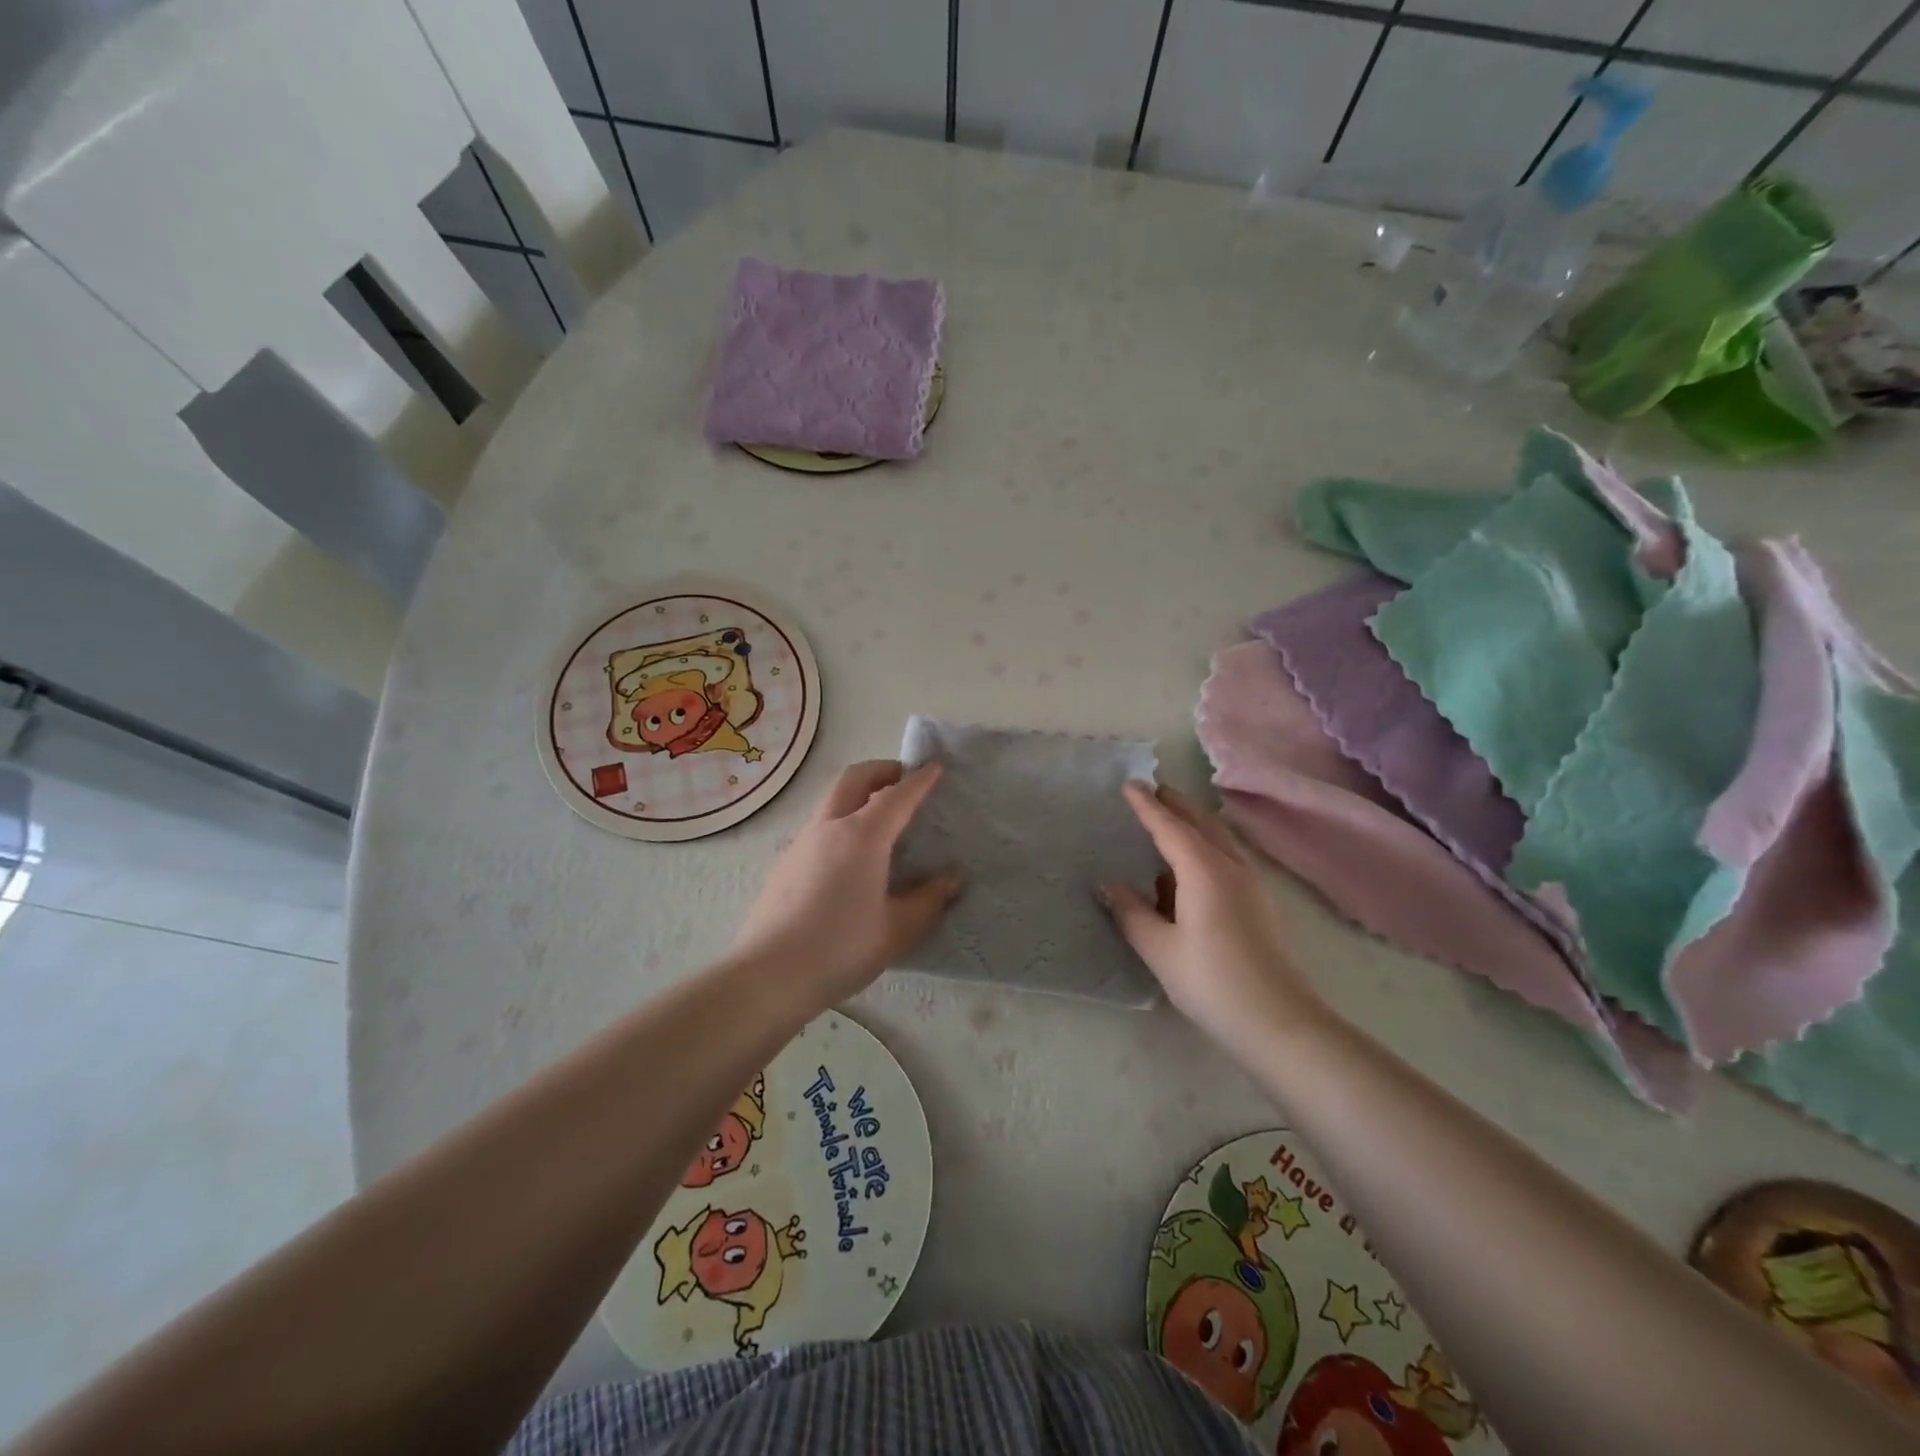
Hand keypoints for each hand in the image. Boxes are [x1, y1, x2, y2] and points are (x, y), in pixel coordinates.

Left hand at [731, 760, 960, 1003]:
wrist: (768, 975)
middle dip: (882, 770)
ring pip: (833, 800)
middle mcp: (829, 827)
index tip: (936, 768)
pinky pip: (820, 825)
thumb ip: (928, 901)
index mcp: (862, 836)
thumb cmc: (840, 949)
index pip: (897, 795)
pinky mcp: (785, 862)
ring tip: (882, 819)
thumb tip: (951, 880)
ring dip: (859, 794)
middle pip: (855, 779)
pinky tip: (852, 856)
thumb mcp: (896, 930)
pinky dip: (842, 819)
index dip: (919, 780)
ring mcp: (802, 842)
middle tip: (904, 780)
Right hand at [1100, 783, 1321, 1051]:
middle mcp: (1232, 868)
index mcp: (1204, 871)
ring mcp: (1252, 885)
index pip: (1169, 828)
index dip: (1147, 806)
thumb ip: (1132, 913)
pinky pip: (1229, 859)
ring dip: (1195, 824)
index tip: (1129, 784)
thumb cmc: (1212, 982)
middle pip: (1202, 824)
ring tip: (1172, 822)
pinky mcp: (1261, 904)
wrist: (1280, 1022)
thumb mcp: (1160, 949)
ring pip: (1220, 840)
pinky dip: (1208, 847)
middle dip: (1177, 805)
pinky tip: (1194, 869)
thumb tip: (1111, 886)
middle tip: (1153, 791)